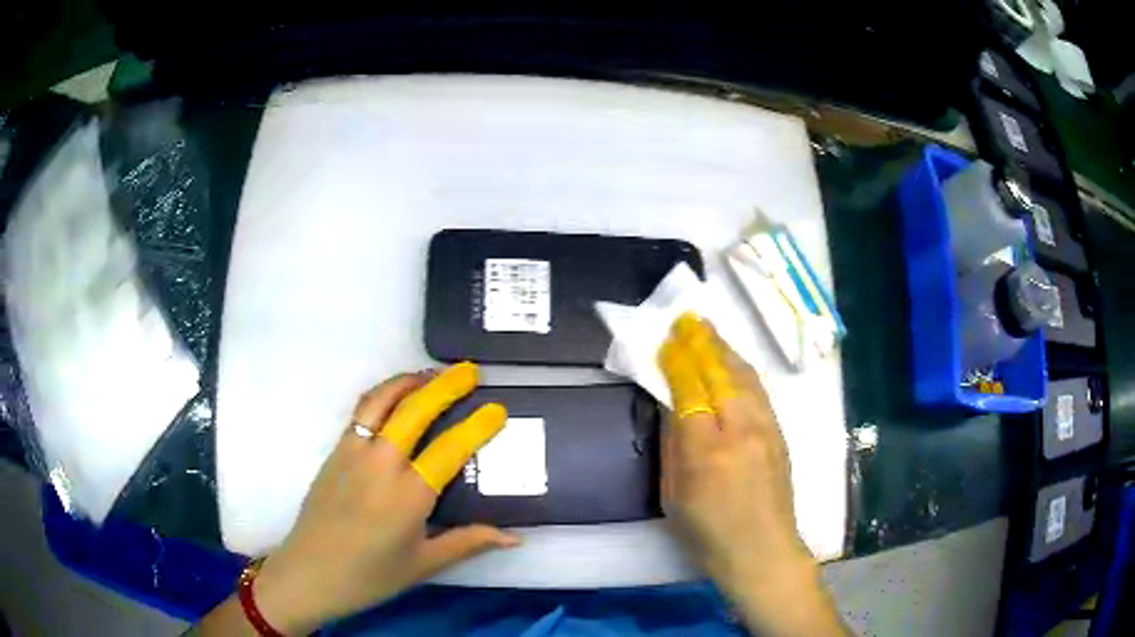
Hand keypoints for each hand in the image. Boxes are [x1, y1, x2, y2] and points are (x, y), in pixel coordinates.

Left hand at [251, 363, 519, 633]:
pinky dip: (383, 395)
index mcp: (409, 495)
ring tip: (432, 374)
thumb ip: (469, 542)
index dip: (477, 425)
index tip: (498, 407)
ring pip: (382, 400)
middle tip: (469, 371)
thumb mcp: (424, 564)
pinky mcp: (335, 451)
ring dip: (409, 381)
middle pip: (415, 410)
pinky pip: (361, 411)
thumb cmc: (370, 575)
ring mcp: (352, 452)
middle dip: (445, 385)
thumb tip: (516, 537)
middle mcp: (381, 463)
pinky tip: (395, 399)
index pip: (450, 448)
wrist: (309, 573)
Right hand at [658, 314, 845, 635]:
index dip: (677, 362)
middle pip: (721, 374)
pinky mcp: (780, 434)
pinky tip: (734, 362)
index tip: (666, 340)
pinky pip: (759, 391)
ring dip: (725, 349)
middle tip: (687, 319)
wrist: (762, 552)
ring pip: (744, 376)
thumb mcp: (674, 495)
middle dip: (702, 343)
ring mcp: (766, 429)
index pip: (690, 390)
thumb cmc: (707, 533)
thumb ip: (673, 446)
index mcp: (707, 450)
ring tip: (709, 330)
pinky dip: (743, 369)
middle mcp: (740, 431)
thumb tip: (671, 406)